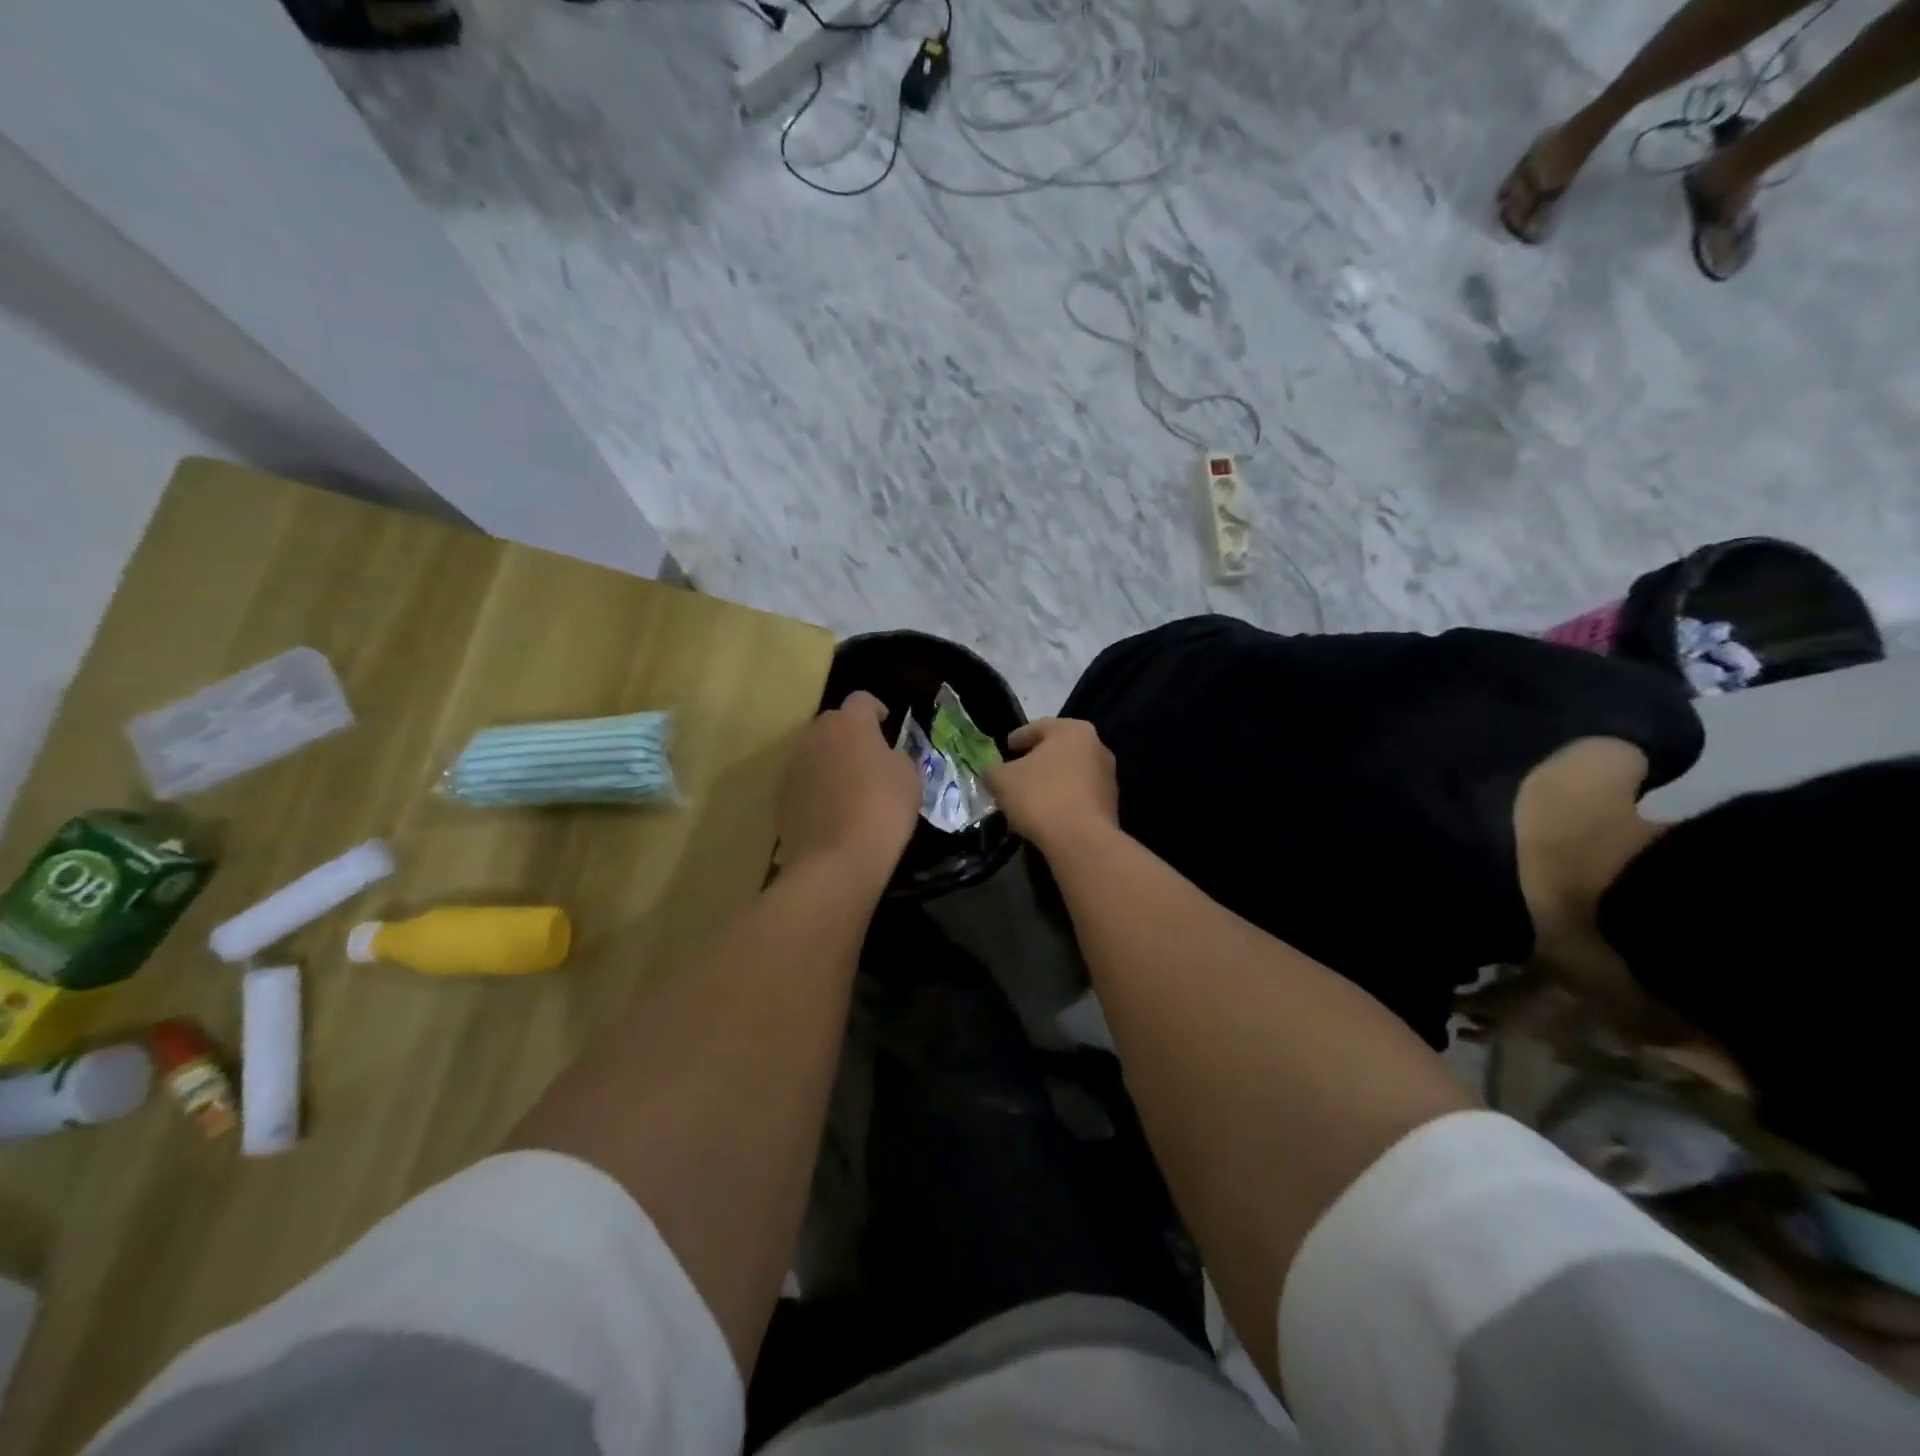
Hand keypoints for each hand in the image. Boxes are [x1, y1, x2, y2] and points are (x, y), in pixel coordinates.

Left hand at [778, 691, 920, 877]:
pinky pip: (804, 780)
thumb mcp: (909, 777)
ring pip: (814, 752)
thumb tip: (885, 757)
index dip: (876, 710)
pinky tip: (832, 810)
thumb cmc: (882, 810)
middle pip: (832, 723)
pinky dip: (817, 787)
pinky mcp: (781, 796)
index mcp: (849, 723)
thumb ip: (896, 756)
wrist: (837, 860)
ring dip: (830, 760)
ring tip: (849, 785)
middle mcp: (815, 735)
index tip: (887, 725)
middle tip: (869, 756)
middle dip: (850, 734)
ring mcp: (794, 766)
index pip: (861, 700)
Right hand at [982, 717, 1118, 850]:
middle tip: (1015, 773)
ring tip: (1029, 798)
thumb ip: (992, 770)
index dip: (1016, 739)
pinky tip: (1047, 814)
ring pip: (1070, 773)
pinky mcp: (1111, 804)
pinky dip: (1063, 799)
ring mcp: (1108, 776)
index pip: (1038, 728)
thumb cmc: (1040, 797)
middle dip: (1035, 761)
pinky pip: (1079, 795)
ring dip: (1050, 781)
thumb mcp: (1002, 780)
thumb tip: (992, 772)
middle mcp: (1097, 746)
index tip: (1004, 750)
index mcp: (1073, 730)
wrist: (1081, 840)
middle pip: (1057, 750)